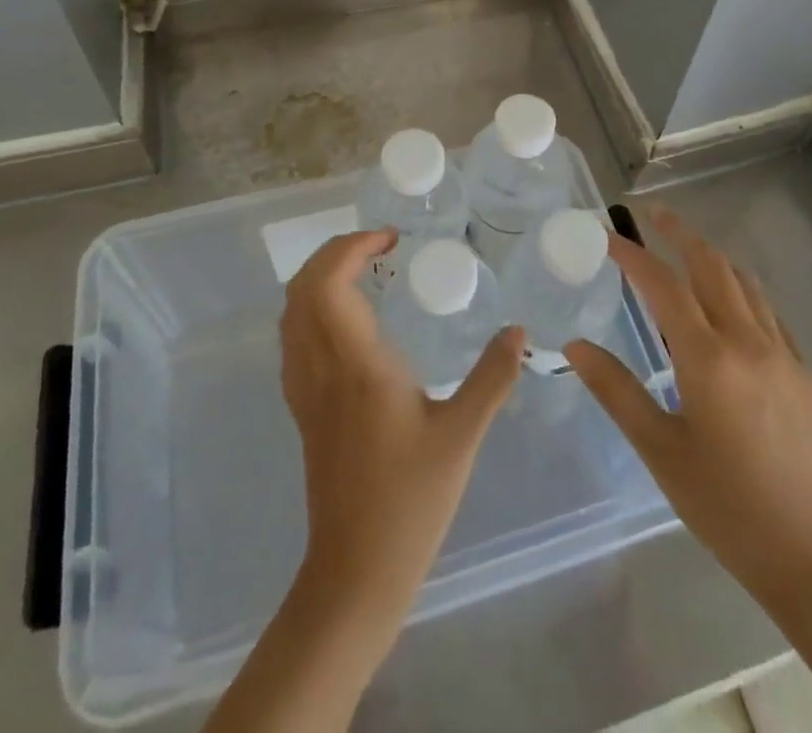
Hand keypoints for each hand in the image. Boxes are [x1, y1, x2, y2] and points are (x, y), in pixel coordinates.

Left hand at [280, 229, 522, 627]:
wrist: (355, 571)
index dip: (352, 247)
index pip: (329, 283)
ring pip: (292, 311)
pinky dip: (312, 306)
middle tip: (379, 246)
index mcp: (356, 364)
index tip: (391, 240)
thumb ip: (492, 377)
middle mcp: (320, 367)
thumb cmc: (410, 500)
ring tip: (364, 270)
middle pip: (303, 288)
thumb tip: (519, 330)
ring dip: (320, 276)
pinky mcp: (301, 408)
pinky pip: (293, 337)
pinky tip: (347, 318)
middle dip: (334, 252)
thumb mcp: (462, 435)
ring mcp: (304, 388)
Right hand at [566, 203, 811, 615]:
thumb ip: (617, 392)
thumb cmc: (729, 509)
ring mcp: (784, 355)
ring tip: (687, 247)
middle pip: (711, 266)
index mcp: (708, 358)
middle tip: (653, 213)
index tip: (608, 234)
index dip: (633, 254)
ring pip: (745, 284)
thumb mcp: (662, 452)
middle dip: (679, 233)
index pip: (663, 286)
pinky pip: (770, 314)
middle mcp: (748, 342)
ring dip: (713, 257)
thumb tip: (575, 346)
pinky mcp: (806, 374)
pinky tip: (733, 305)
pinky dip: (743, 291)